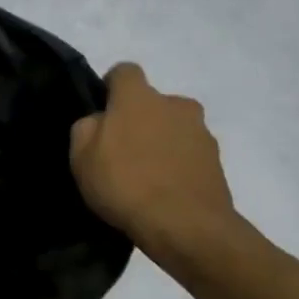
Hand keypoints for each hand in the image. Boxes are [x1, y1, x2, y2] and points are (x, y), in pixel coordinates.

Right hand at [70, 62, 239, 268]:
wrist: (187, 226)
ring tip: (146, 177)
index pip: (125, 71)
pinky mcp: (217, 162)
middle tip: (123, 151)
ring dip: (161, 142)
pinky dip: (178, 165)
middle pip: (153, 102)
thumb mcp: (81, 157)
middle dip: (139, 118)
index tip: (103, 113)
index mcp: (139, 97)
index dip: (111, 88)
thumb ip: (86, 127)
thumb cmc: (125, 184)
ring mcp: (201, 133)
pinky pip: (189, 154)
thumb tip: (100, 121)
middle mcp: (175, 105)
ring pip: (174, 128)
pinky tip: (164, 192)